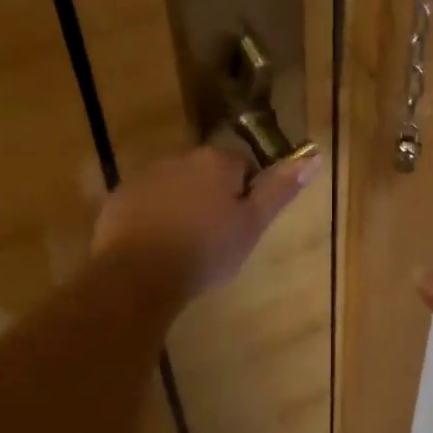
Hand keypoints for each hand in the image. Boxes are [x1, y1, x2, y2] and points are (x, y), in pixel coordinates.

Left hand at [94, 145, 321, 299]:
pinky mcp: (119, 196)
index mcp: (216, 161)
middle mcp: (179, 156)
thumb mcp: (252, 225)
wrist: (137, 275)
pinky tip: (155, 246)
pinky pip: (146, 201)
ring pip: (175, 186)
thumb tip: (313, 157)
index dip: (244, 198)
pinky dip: (153, 217)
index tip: (238, 228)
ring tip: (183, 245)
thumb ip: (280, 190)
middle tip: (213, 238)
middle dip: (211, 198)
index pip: (242, 168)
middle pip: (206, 173)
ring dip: (181, 205)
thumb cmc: (205, 251)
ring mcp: (145, 175)